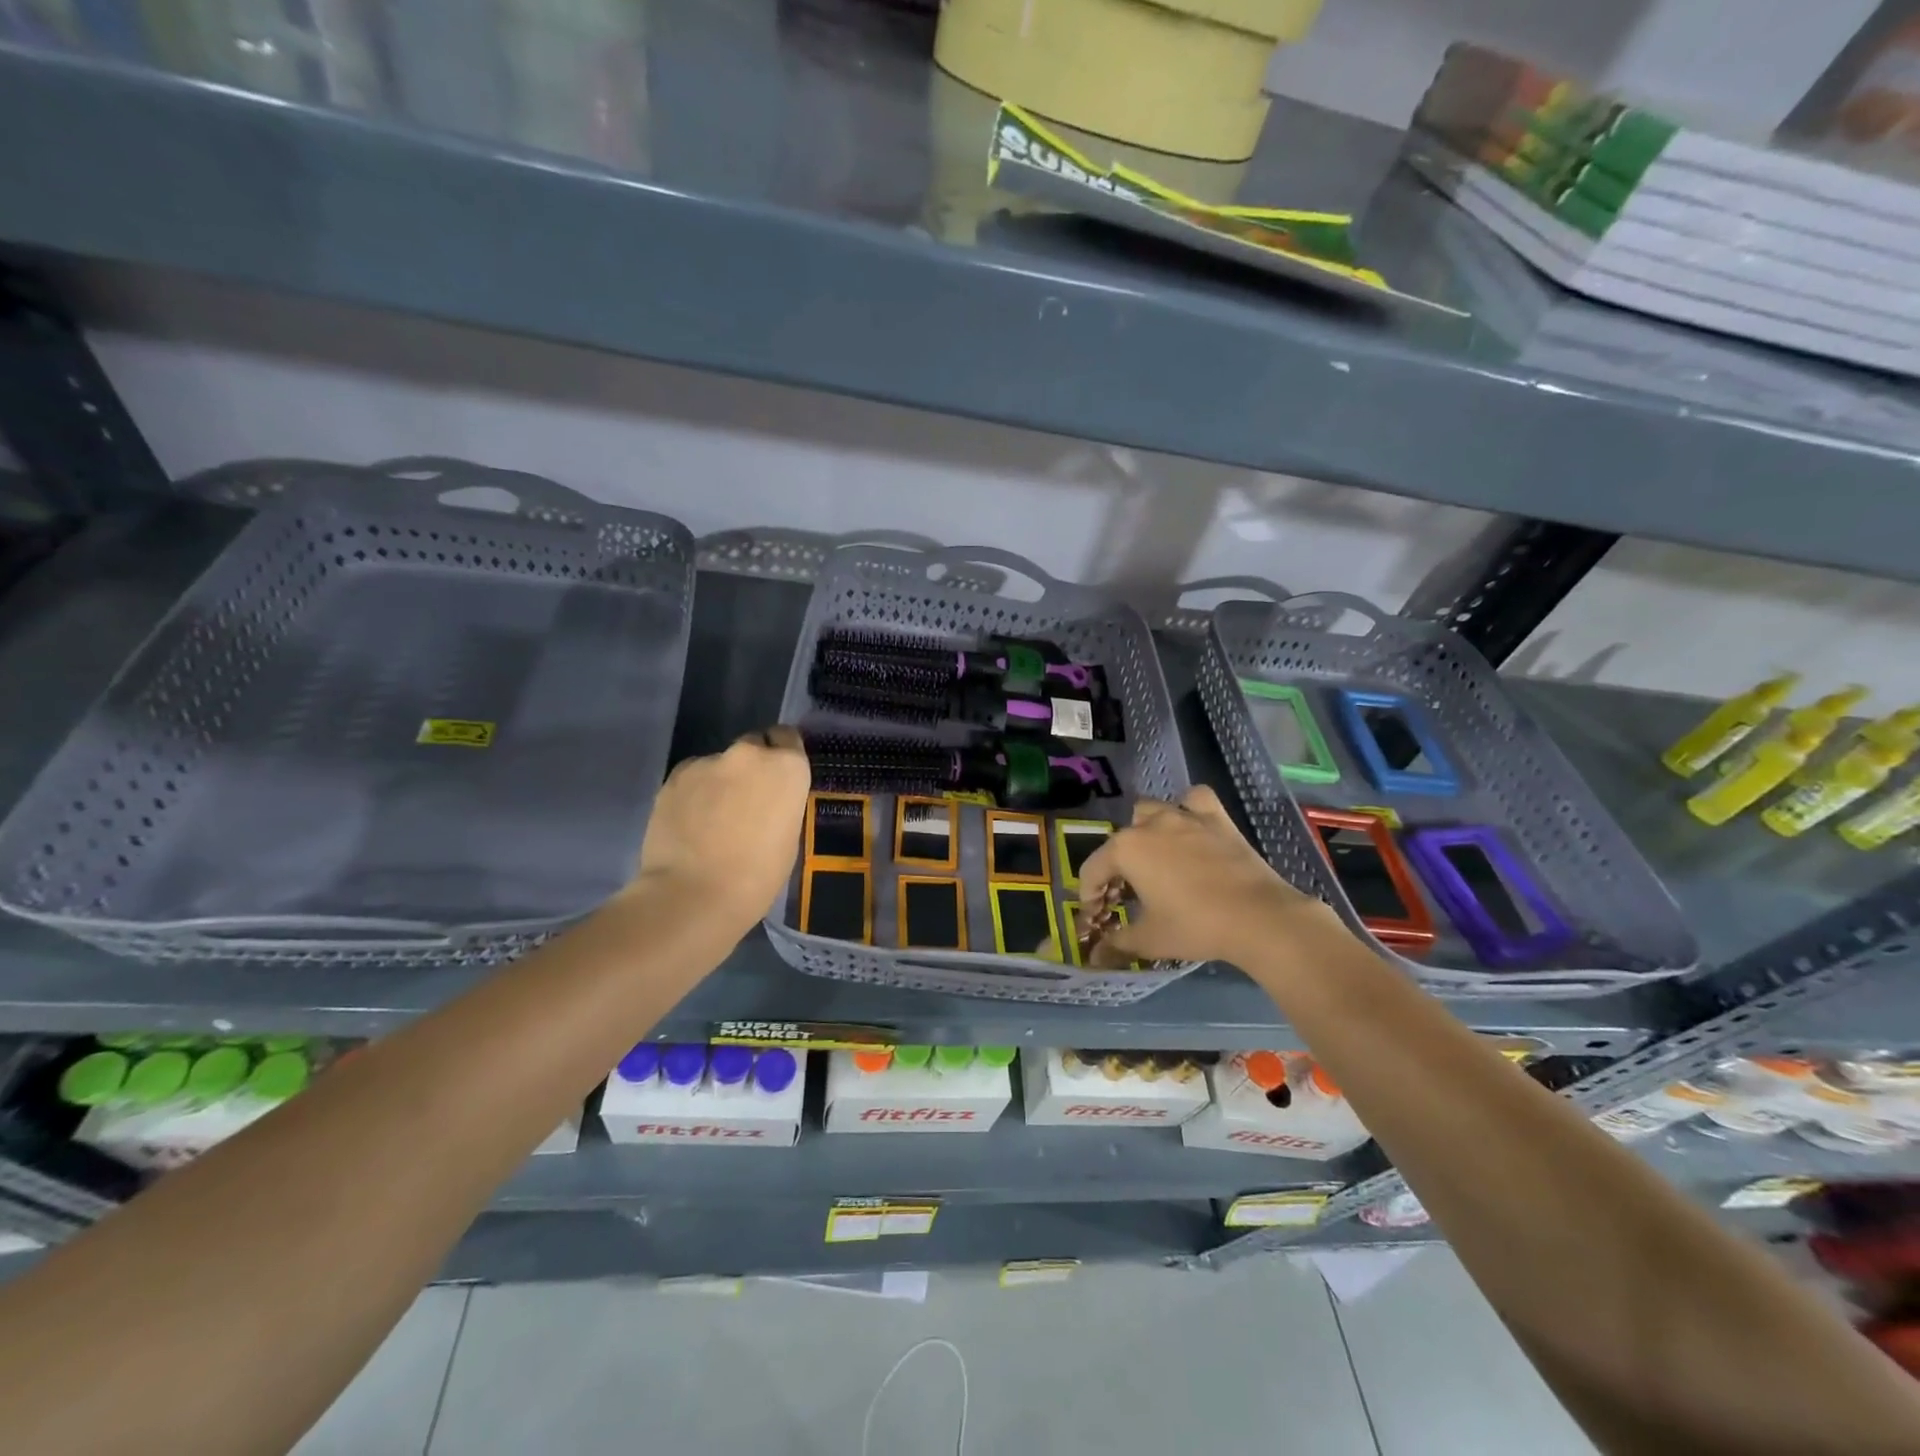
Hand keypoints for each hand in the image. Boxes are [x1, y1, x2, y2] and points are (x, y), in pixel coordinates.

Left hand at [626, 726, 810, 936]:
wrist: (694, 895)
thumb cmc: (757, 875)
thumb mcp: (788, 836)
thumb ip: (779, 804)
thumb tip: (765, 801)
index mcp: (786, 767)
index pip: (788, 738)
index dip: (781, 756)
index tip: (776, 780)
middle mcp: (749, 754)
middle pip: (752, 746)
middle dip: (750, 767)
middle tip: (744, 802)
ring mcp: (707, 762)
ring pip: (718, 764)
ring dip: (719, 782)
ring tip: (710, 820)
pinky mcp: (673, 777)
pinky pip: (691, 778)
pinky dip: (693, 794)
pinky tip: (688, 824)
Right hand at [1075, 786, 1340, 967]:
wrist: (1259, 917)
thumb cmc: (1195, 926)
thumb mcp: (1149, 940)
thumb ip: (1117, 944)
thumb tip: (1095, 957)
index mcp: (1126, 849)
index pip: (1093, 870)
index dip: (1090, 896)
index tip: (1097, 918)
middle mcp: (1150, 824)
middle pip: (1120, 842)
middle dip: (1117, 868)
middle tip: (1126, 898)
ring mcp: (1185, 816)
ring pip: (1151, 812)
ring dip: (1144, 831)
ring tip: (1153, 858)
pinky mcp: (1216, 819)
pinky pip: (1194, 801)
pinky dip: (1188, 809)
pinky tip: (1190, 828)